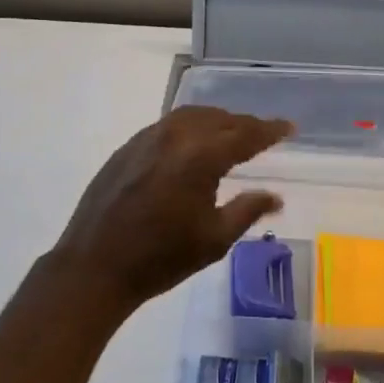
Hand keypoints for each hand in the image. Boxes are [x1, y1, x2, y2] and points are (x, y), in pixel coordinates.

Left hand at [51, 106, 291, 317]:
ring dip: (217, 120)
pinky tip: (192, 143)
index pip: (245, 134)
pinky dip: (190, 126)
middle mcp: (176, 136)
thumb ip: (247, 210)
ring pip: (192, 116)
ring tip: (231, 134)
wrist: (94, 266)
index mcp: (201, 156)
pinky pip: (168, 124)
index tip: (289, 126)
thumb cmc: (161, 258)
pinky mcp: (128, 146)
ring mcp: (148, 137)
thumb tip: (276, 196)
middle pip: (220, 119)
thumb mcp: (214, 240)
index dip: (270, 130)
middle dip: (245, 124)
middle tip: (263, 135)